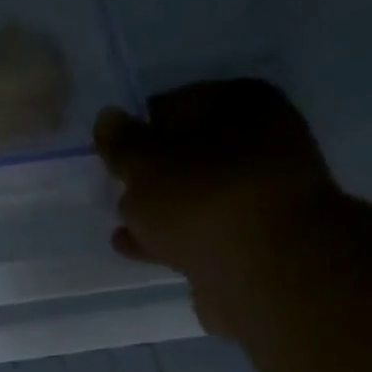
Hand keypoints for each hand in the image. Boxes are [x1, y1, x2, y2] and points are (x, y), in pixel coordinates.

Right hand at [95, 80, 340, 337]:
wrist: (264, 269)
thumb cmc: (204, 200)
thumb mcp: (148, 166)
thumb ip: (122, 144)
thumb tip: (107, 118)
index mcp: (239, 102)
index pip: (173, 105)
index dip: (136, 130)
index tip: (108, 157)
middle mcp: (257, 139)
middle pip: (186, 152)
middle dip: (148, 173)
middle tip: (114, 190)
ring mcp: (256, 192)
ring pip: (192, 195)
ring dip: (157, 209)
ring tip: (120, 223)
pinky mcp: (248, 238)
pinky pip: (197, 230)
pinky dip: (167, 236)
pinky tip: (135, 247)